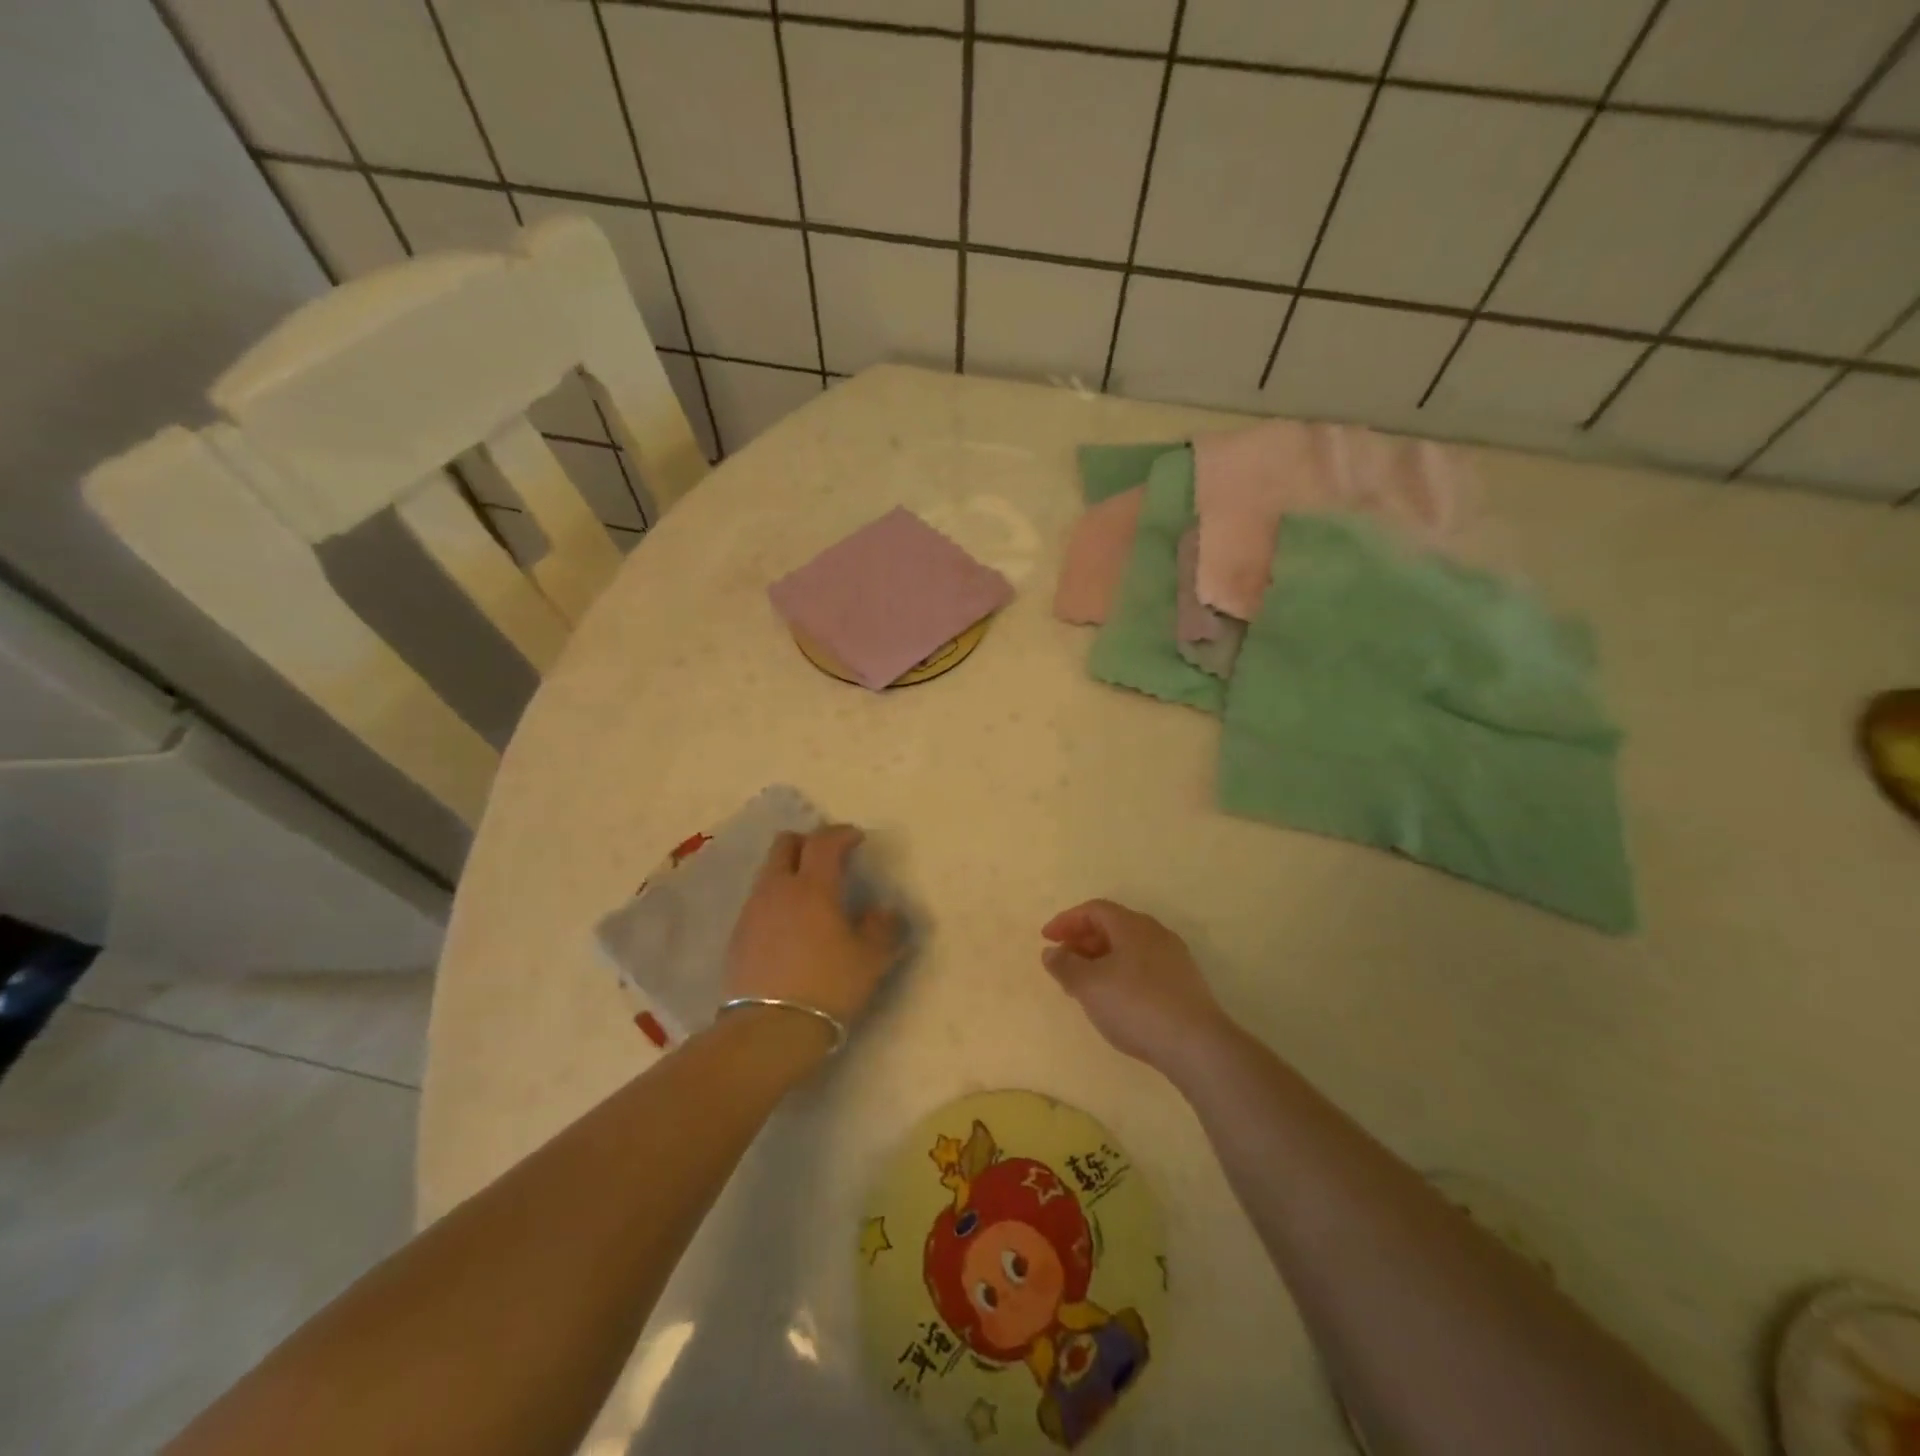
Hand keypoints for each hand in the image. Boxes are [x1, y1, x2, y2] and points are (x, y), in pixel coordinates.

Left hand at [724, 826, 902, 1034]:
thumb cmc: (827, 987)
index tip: (857, 839)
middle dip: (808, 843)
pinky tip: (790, 927)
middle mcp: (778, 889)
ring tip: (810, 895)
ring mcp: (752, 911)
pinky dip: (776, 900)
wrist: (768, 1030)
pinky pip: (759, 901)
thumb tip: (884, 912)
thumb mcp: (870, 960)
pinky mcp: (737, 936)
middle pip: (785, 844)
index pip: (824, 841)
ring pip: (769, 872)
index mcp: (813, 886)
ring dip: (789, 872)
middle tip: (828, 859)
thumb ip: (882, 928)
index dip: (842, 834)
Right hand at [1041, 899, 1231, 1073]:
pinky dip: (1120, 972)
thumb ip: (1065, 966)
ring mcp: (1174, 958)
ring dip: (1101, 958)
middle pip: (1113, 925)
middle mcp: (1155, 933)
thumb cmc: (1135, 1005)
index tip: (1046, 938)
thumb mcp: (1089, 986)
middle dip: (1083, 939)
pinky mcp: (1184, 983)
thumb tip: (1051, 952)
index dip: (1067, 920)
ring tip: (1084, 983)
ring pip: (1129, 947)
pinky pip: (1143, 966)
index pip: (1094, 909)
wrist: (1196, 1045)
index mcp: (1132, 925)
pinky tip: (1114, 999)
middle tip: (1063, 960)